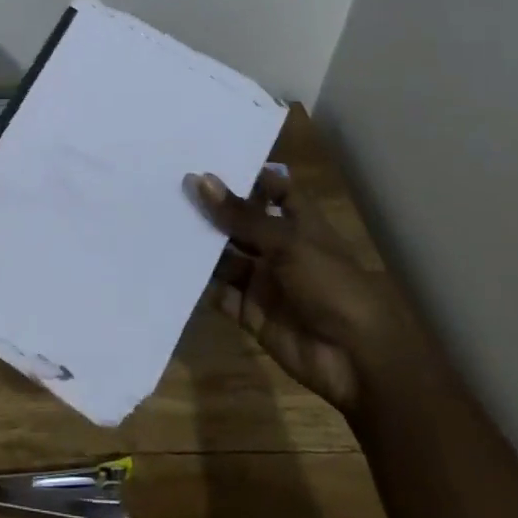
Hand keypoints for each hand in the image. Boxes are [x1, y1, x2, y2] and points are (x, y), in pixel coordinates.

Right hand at [188, 167, 427, 414]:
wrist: (357, 359)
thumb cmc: (330, 285)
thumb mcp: (286, 242)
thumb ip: (241, 215)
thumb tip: (200, 180)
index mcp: (299, 223)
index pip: (272, 190)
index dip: (246, 176)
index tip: (206, 158)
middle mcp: (279, 248)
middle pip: (241, 223)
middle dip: (212, 209)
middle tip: (168, 186)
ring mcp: (264, 281)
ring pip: (226, 257)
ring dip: (200, 244)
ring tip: (160, 220)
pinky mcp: (251, 312)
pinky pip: (220, 292)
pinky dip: (199, 282)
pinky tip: (170, 263)